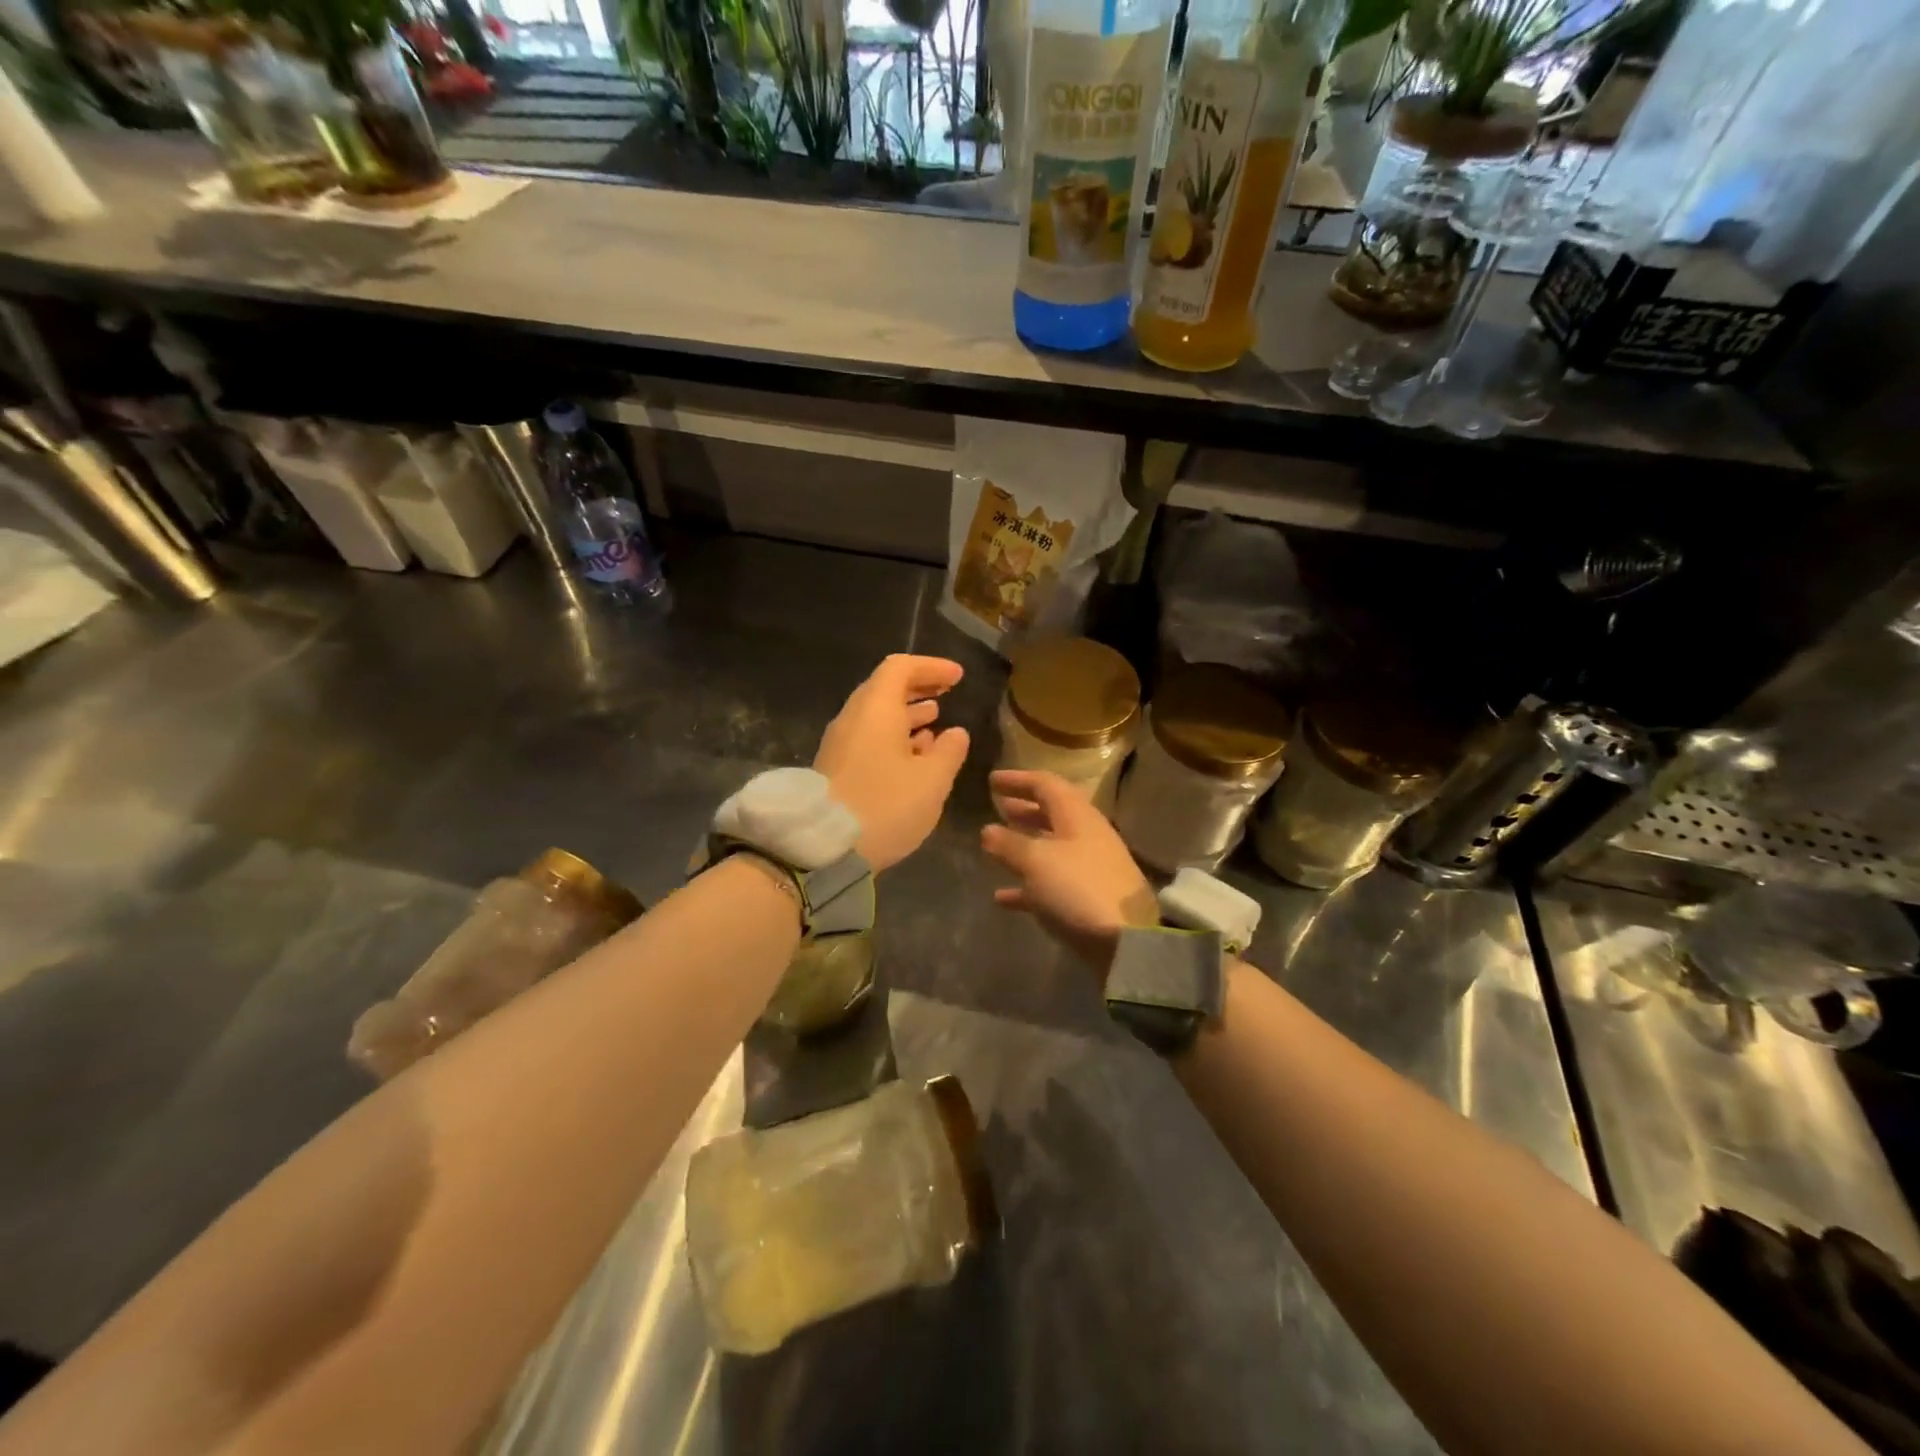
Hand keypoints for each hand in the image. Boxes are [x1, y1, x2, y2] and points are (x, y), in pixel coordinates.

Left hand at [814, 654, 970, 872]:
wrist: (823, 848)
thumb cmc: (885, 806)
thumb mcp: (932, 780)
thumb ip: (949, 751)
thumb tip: (955, 733)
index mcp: (876, 709)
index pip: (900, 667)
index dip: (931, 667)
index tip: (957, 677)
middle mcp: (853, 718)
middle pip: (885, 688)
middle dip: (919, 688)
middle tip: (948, 693)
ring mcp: (840, 743)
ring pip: (877, 715)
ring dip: (907, 714)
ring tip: (936, 721)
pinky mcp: (836, 767)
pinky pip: (869, 738)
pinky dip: (894, 736)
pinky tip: (914, 755)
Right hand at [980, 769, 1158, 972]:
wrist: (1127, 942)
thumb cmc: (1077, 888)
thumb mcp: (1036, 862)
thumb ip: (1009, 844)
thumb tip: (988, 830)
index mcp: (1077, 816)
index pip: (1046, 784)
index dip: (1018, 779)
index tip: (992, 780)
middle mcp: (1086, 835)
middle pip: (1052, 813)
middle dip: (1024, 808)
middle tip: (998, 806)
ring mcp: (1090, 867)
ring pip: (1052, 847)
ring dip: (1024, 843)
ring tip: (996, 846)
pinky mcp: (1089, 897)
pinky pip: (1052, 882)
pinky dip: (1028, 883)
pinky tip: (1002, 897)